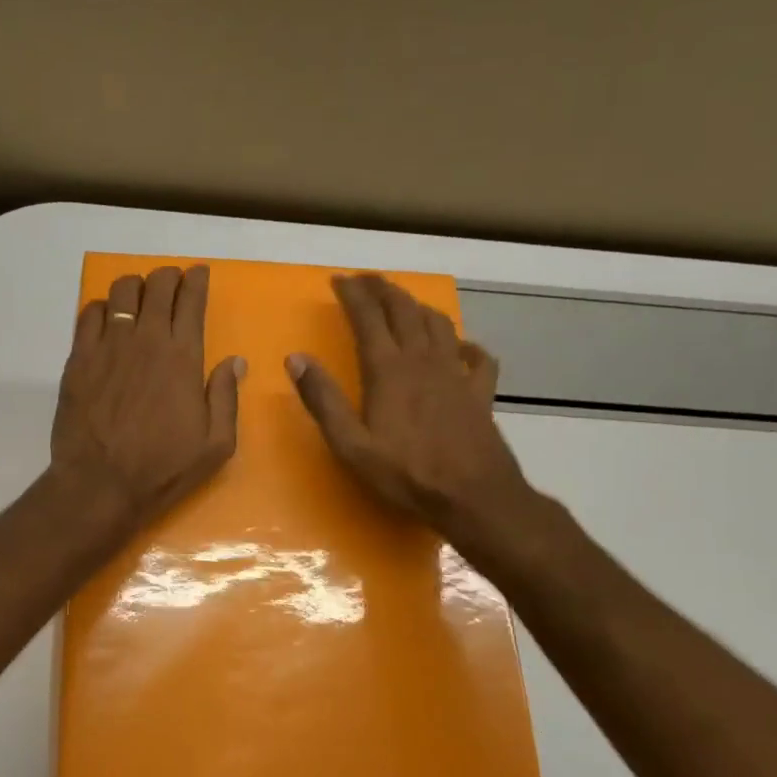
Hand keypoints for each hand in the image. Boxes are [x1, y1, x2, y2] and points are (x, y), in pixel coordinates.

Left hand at [52, 265, 242, 533]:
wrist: (100, 483)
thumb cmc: (163, 468)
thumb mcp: (215, 444)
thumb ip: (226, 397)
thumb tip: (235, 361)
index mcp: (183, 357)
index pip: (191, 300)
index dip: (197, 281)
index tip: (199, 274)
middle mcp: (146, 340)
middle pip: (157, 285)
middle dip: (168, 277)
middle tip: (171, 283)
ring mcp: (108, 345)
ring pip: (121, 291)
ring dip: (135, 287)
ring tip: (139, 299)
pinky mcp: (79, 358)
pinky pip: (89, 314)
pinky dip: (102, 308)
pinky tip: (107, 321)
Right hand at [287, 273, 542, 556]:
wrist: (473, 496)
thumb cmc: (405, 473)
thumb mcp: (350, 444)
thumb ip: (323, 400)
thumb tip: (295, 359)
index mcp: (389, 370)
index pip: (368, 317)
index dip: (353, 294)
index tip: (338, 280)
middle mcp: (424, 361)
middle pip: (404, 310)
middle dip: (383, 289)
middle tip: (366, 280)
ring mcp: (456, 374)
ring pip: (439, 324)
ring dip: (418, 307)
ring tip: (404, 303)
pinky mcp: (480, 393)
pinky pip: (478, 357)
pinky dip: (466, 344)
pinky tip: (461, 346)